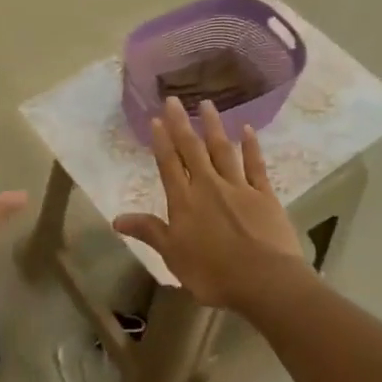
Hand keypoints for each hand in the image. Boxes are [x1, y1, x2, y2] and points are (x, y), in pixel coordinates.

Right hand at [113, 97, 308, 311]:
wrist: (265, 281)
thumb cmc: (213, 274)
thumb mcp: (173, 256)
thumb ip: (149, 232)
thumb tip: (116, 219)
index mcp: (184, 202)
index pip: (169, 165)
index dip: (161, 141)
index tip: (156, 119)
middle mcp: (208, 186)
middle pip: (192, 150)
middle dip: (181, 124)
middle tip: (174, 100)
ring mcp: (239, 188)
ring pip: (223, 150)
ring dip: (213, 127)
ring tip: (207, 104)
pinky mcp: (265, 195)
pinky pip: (256, 165)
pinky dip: (251, 147)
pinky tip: (247, 130)